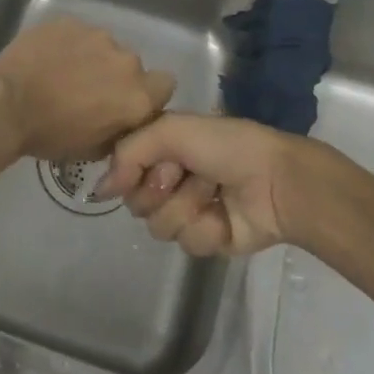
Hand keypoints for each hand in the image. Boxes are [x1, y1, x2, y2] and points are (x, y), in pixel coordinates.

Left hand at [0, 16, 176, 160]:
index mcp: (137, 95)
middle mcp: (125, 60)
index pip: (164, 85)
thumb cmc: (50, 135)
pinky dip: (68, 44)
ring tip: (63, 72)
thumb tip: (122, 121)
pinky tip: (47, 58)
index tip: (124, 102)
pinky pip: (77, 33)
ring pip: (104, 46)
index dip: (148, 94)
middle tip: (87, 90)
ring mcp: (96, 35)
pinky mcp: (69, 21)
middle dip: (115, 76)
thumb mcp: (93, 150)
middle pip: (131, 65)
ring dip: (92, 58)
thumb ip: (119, 130)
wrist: (6, 105)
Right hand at [99, 114, 318, 257]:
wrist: (275, 181)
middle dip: (159, 189)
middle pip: (136, 201)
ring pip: (158, 226)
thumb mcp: (171, 130)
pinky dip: (205, 228)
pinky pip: (186, 243)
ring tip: (211, 192)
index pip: (123, 168)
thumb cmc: (225, 145)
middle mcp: (170, 178)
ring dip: (186, 207)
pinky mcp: (207, 239)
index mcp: (162, 147)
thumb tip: (98, 191)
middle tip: (184, 175)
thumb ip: (127, 153)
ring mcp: (188, 210)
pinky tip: (223, 215)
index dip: (131, 170)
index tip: (149, 164)